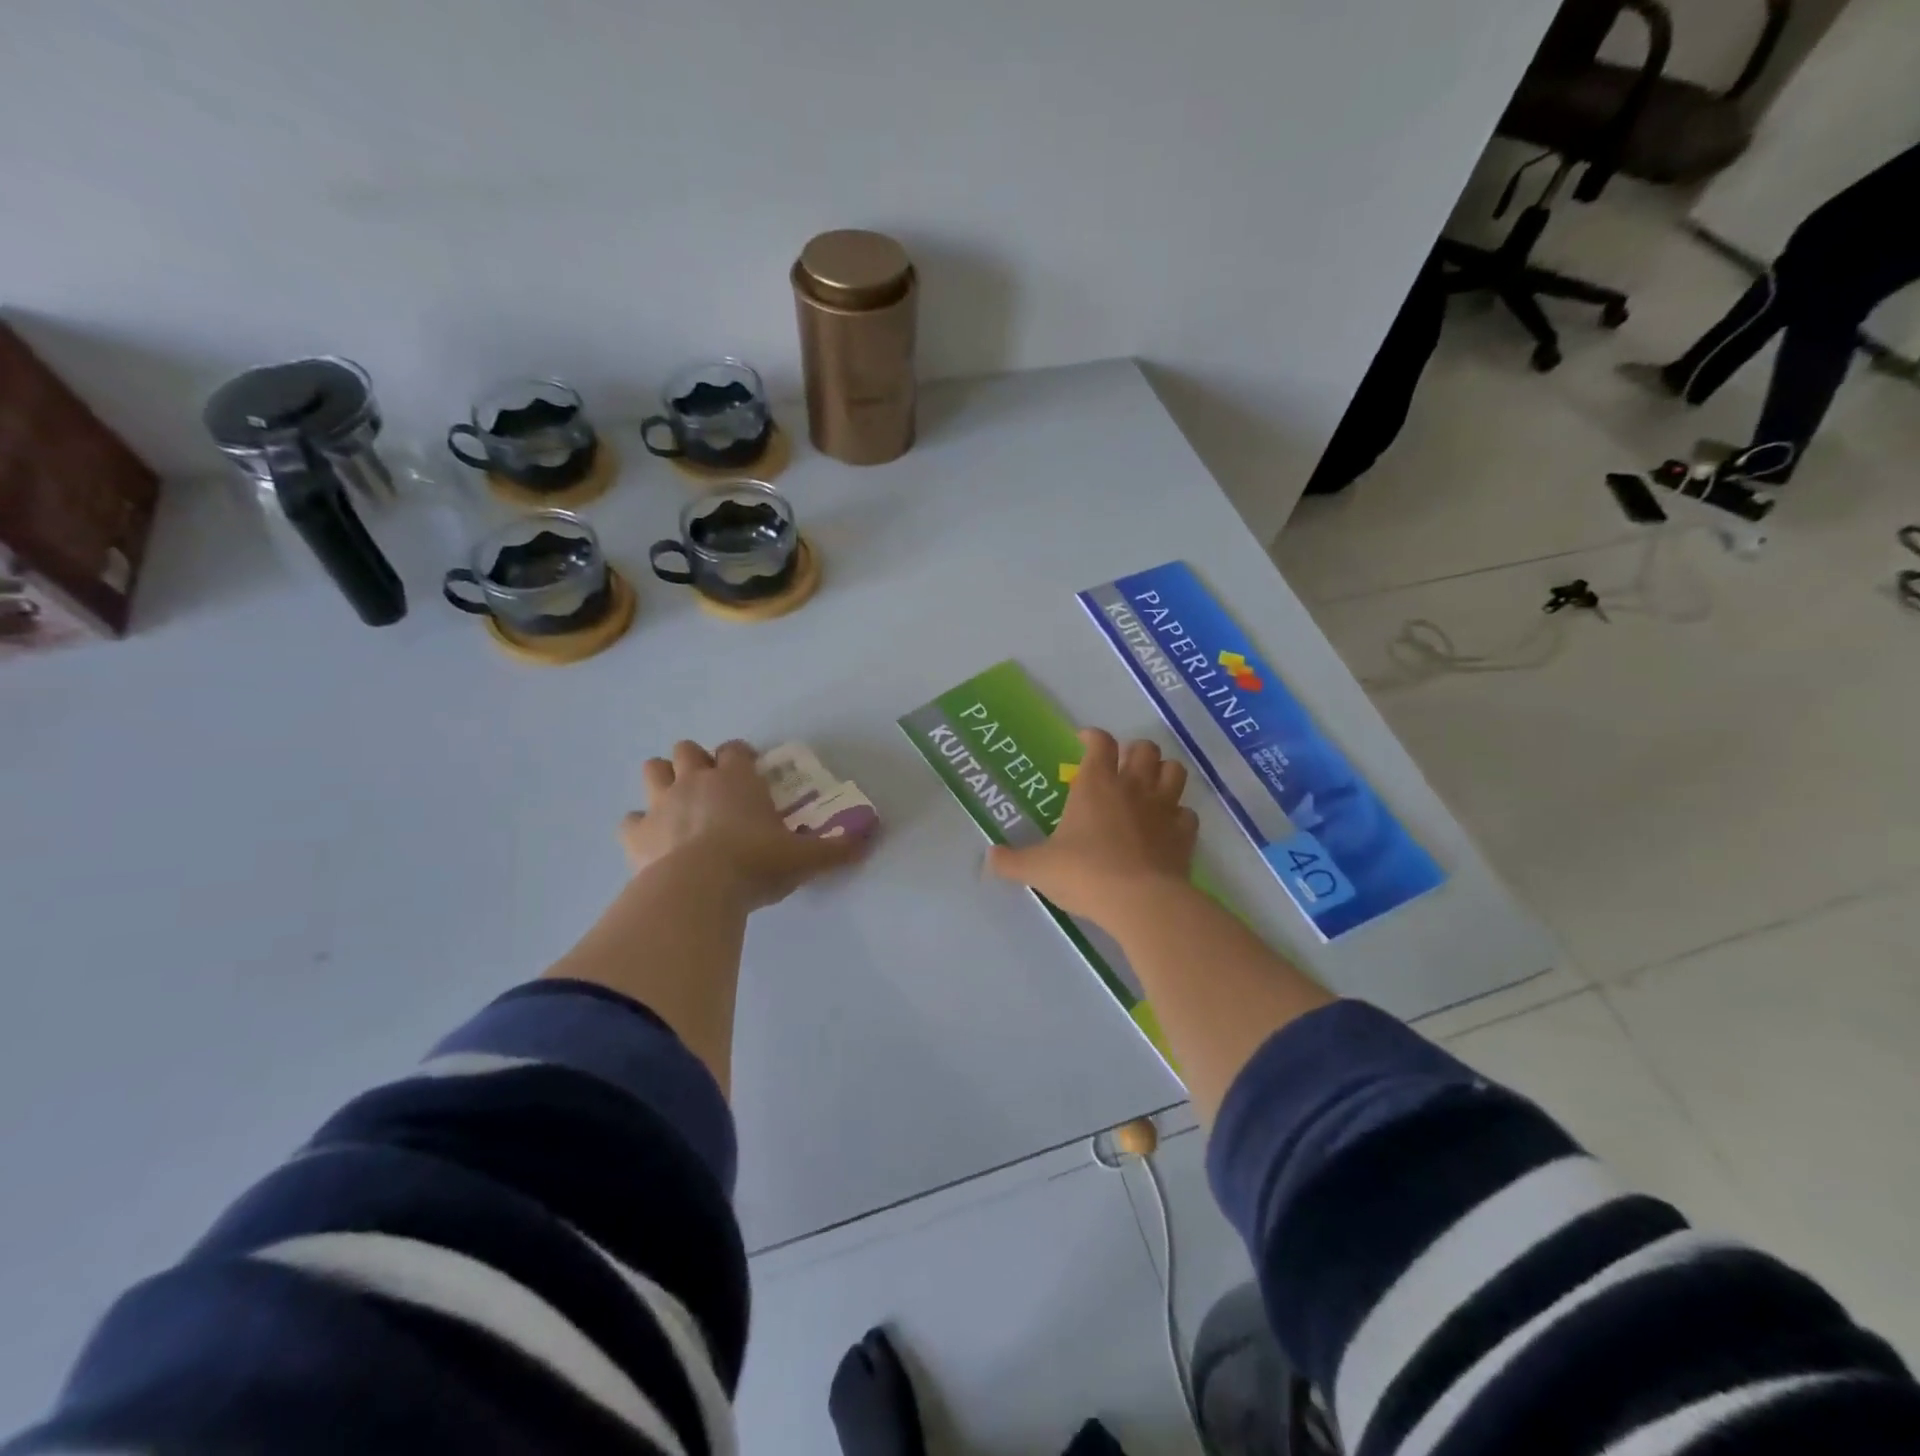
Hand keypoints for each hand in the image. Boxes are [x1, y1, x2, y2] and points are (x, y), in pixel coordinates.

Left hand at [623, 740, 870, 910]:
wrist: (700, 889)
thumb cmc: (757, 863)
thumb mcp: (805, 858)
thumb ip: (837, 848)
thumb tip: (870, 838)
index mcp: (737, 779)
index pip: (736, 749)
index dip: (741, 755)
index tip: (749, 770)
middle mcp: (696, 781)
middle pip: (687, 750)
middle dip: (696, 762)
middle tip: (710, 787)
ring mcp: (661, 804)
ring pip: (653, 770)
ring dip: (662, 780)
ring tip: (676, 802)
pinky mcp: (637, 834)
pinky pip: (628, 820)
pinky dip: (638, 827)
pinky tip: (651, 841)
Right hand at [986, 729, 1196, 927]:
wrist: (1140, 901)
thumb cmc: (1084, 873)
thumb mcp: (1039, 868)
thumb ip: (1012, 861)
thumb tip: (988, 858)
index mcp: (1096, 784)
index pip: (1100, 743)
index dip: (1093, 737)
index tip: (1084, 741)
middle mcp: (1133, 787)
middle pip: (1144, 748)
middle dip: (1134, 752)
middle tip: (1120, 768)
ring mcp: (1164, 809)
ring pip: (1174, 771)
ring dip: (1163, 773)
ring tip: (1150, 787)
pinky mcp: (1184, 834)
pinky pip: (1187, 813)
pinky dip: (1178, 815)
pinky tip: (1167, 827)